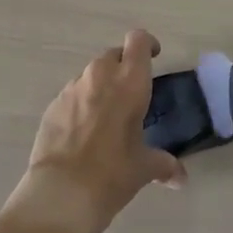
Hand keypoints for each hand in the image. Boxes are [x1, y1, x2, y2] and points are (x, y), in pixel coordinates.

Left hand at [5, 29, 184, 232]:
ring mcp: (72, 89)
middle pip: (114, 54)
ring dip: (100, 87)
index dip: (147, 44)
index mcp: (130, 81)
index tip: (154, 57)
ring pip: (90, 75)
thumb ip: (164, 165)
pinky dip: (80, 105)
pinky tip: (82, 134)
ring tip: (106, 118)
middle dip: (123, 67)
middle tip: (131, 94)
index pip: (139, 40)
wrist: (61, 193)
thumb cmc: (113, 173)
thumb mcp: (144, 168)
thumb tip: (180, 178)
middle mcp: (100, 76)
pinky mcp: (52, 105)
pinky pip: (72, 95)